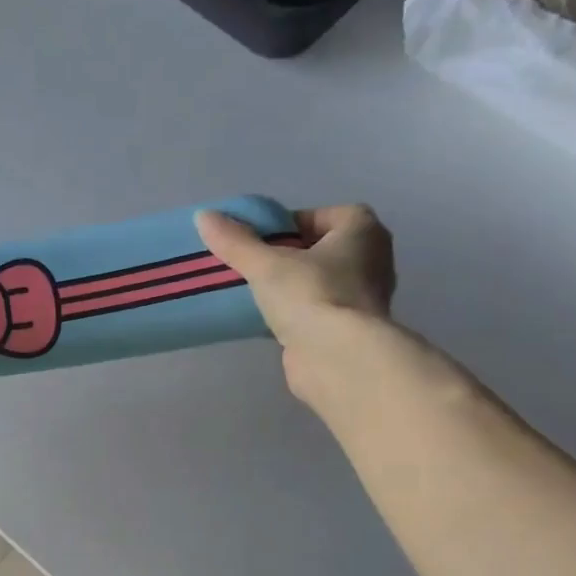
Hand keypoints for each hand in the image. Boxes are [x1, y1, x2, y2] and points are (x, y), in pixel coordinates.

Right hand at [196, 205, 396, 405]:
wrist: (338, 359)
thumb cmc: (311, 295)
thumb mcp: (266, 264)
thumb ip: (235, 241)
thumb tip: (203, 216)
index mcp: (363, 230)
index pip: (319, 216)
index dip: (286, 225)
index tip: (257, 242)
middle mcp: (372, 259)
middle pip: (318, 249)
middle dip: (286, 257)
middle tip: (251, 267)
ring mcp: (363, 297)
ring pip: (317, 282)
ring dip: (290, 287)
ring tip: (253, 294)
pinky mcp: (348, 329)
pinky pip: (316, 311)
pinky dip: (295, 314)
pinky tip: (266, 321)